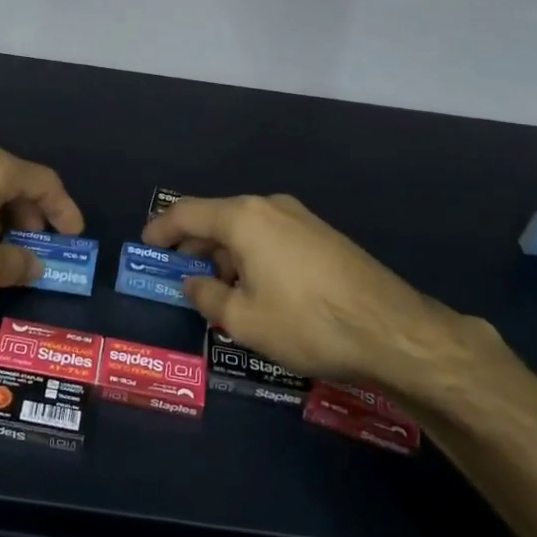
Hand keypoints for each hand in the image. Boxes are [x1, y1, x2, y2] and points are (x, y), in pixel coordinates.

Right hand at [142, 195, 512, 405]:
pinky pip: (271, 238)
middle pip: (216, 219)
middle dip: (192, 247)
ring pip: (245, 230)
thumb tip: (192, 284)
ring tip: (217, 292)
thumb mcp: (244, 320)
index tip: (144, 248)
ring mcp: (300, 218)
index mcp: (243, 218)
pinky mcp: (322, 235)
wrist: (392, 329)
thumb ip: (208, 298)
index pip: (186, 213)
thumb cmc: (307, 323)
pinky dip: (251, 257)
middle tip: (177, 278)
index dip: (160, 230)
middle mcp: (269, 207)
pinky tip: (255, 290)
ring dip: (224, 256)